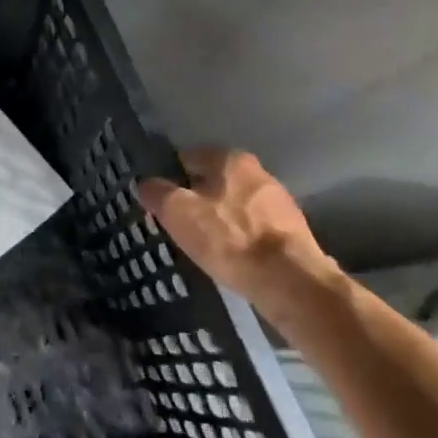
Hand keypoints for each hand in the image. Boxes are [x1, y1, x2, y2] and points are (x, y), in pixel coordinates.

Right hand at [138, 149, 336, 310]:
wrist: (288, 280)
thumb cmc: (227, 238)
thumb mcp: (177, 212)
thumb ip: (156, 192)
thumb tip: (146, 184)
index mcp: (229, 159)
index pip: (187, 158)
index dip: (168, 178)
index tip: (158, 201)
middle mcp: (258, 171)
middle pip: (213, 182)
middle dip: (195, 199)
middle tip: (176, 224)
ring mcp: (279, 201)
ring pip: (234, 205)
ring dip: (218, 219)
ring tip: (201, 244)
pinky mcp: (291, 230)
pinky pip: (252, 227)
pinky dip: (238, 237)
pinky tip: (229, 256)